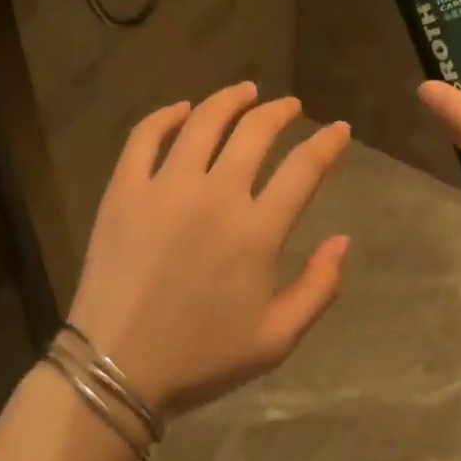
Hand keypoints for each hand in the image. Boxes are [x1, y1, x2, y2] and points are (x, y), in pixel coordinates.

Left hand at [67, 84, 352, 417]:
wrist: (117, 369)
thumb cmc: (201, 359)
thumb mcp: (276, 339)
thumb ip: (319, 288)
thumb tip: (343, 240)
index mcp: (257, 232)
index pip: (304, 168)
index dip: (328, 143)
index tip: (338, 129)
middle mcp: (216, 196)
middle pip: (256, 132)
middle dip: (281, 112)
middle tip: (289, 106)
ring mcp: (165, 187)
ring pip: (204, 122)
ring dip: (230, 100)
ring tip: (245, 92)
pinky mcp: (124, 189)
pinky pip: (145, 137)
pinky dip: (166, 116)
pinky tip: (181, 110)